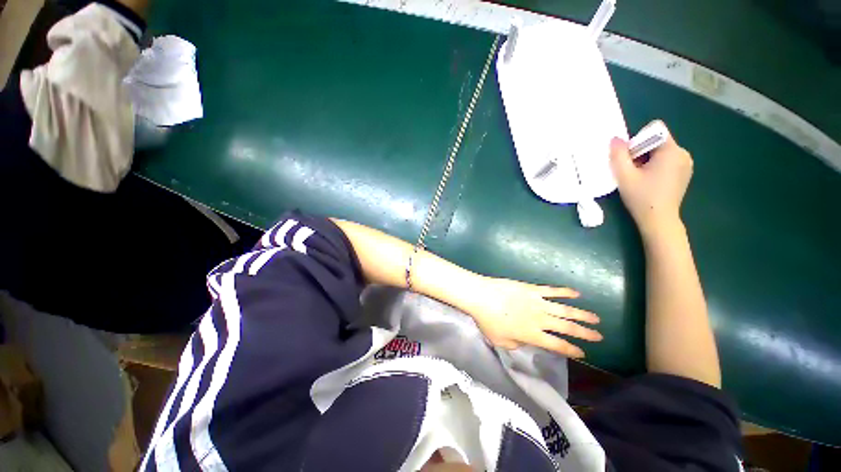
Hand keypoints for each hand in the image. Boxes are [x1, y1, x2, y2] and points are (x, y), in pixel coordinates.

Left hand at [453, 276, 601, 357]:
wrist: (481, 296)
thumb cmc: (487, 320)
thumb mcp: (500, 341)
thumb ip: (516, 344)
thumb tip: (525, 341)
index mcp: (532, 335)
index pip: (557, 345)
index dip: (571, 350)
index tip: (583, 353)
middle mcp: (540, 320)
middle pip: (567, 328)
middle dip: (585, 333)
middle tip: (599, 336)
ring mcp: (538, 302)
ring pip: (565, 309)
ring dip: (582, 314)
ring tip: (596, 319)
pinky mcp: (532, 288)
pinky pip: (552, 290)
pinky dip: (565, 292)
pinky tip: (577, 293)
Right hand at [610, 121, 692, 235]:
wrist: (659, 220)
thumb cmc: (641, 197)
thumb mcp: (624, 176)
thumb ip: (618, 155)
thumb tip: (615, 138)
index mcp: (672, 151)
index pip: (654, 130)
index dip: (638, 141)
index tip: (631, 160)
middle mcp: (683, 153)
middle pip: (657, 141)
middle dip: (641, 152)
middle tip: (632, 171)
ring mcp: (686, 163)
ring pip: (661, 152)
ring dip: (647, 160)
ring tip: (640, 178)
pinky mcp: (684, 173)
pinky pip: (667, 160)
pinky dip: (655, 166)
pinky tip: (649, 181)